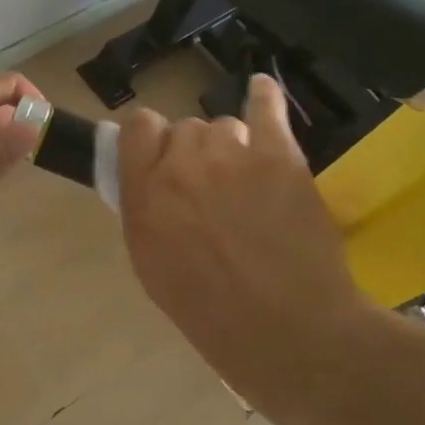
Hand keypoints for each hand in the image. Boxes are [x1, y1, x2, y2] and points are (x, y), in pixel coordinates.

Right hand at [117, 73, 373, 424]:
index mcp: (144, 194)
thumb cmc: (210, 313)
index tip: (158, 160)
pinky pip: (267, 107)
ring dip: (229, 148)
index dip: (148, 141)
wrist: (288, 331)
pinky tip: (260, 92)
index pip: (136, 128)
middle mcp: (182, 164)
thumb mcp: (151, 266)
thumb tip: (151, 181)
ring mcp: (233, 155)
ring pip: (223, 126)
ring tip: (247, 184)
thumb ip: (145, 211)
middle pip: (183, 129)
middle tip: (211, 190)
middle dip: (192, 153)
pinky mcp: (280, 156)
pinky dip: (263, 98)